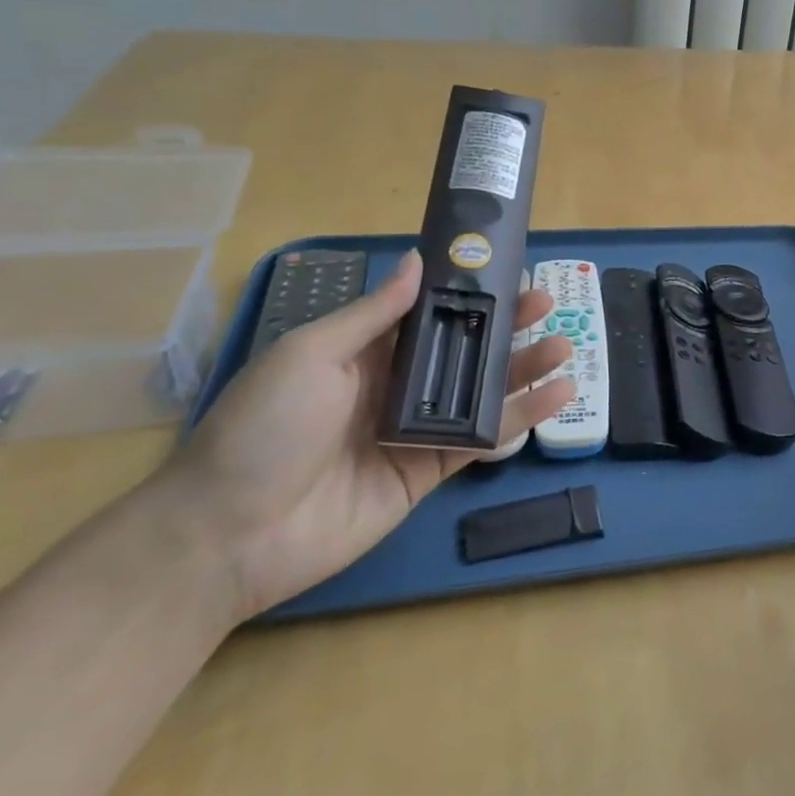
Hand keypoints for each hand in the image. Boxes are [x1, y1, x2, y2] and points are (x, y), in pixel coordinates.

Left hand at [149, 250, 574, 621]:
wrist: (230, 536)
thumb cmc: (265, 429)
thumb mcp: (310, 355)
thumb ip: (372, 313)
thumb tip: (418, 260)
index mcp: (362, 353)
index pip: (427, 314)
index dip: (467, 294)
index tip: (507, 272)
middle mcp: (393, 387)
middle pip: (462, 350)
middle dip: (506, 328)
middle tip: (547, 306)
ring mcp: (413, 431)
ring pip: (480, 393)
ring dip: (523, 371)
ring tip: (564, 348)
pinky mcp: (428, 472)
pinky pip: (480, 440)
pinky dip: (519, 419)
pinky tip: (555, 398)